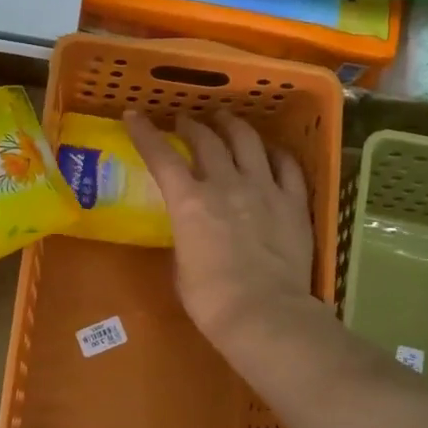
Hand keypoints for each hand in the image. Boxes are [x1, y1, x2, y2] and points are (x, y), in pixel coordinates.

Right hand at [124, 110, 317, 351]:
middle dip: (192, 125)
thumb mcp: (181, 266)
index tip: (133, 115)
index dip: (144, 132)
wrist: (263, 313)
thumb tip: (191, 231)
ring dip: (232, 125)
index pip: (161, 156)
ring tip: (226, 120)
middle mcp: (225, 184)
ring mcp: (263, 188)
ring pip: (247, 141)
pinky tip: (271, 152)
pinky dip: (275, 153)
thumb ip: (185, 237)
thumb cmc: (210, 300)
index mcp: (189, 202)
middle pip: (207, 140)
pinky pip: (287, 165)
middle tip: (186, 121)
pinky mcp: (293, 202)